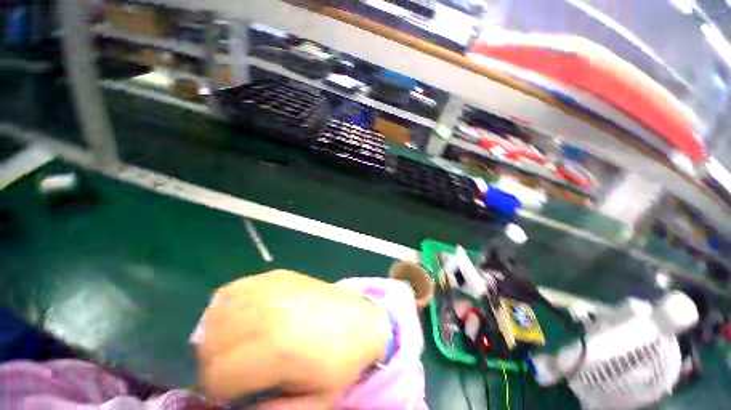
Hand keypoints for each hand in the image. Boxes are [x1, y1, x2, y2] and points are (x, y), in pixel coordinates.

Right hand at [194, 270, 386, 408]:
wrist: (361, 320)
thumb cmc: (340, 362)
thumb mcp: (310, 404)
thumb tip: (231, 407)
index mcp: (276, 346)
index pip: (215, 375)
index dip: (223, 390)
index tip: (241, 390)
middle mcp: (268, 310)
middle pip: (209, 343)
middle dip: (218, 363)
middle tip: (241, 368)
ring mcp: (271, 286)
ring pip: (215, 315)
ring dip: (220, 335)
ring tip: (243, 343)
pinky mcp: (275, 274)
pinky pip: (232, 291)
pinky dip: (229, 308)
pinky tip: (248, 317)